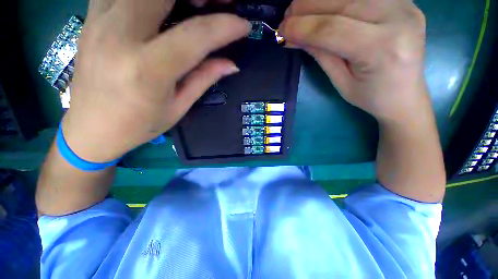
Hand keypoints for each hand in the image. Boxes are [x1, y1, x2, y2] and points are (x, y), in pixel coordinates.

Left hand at [62, 0, 249, 161]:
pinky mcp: (92, 16)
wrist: (89, 127)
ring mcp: (100, 19)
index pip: (195, 36)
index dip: (224, 27)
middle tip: (221, 4)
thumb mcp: (178, 107)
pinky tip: (162, 6)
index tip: (243, 25)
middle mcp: (119, 35)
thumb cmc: (138, 125)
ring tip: (195, 4)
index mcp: (147, 69)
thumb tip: (231, 64)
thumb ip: (204, 79)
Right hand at [279, 0, 428, 122]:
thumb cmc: (370, 96)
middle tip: (287, 17)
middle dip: (307, 6)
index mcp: (381, 48)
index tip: (281, 30)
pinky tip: (325, 6)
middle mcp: (397, 18)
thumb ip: (319, 54)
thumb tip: (294, 38)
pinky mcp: (404, 1)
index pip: (332, 29)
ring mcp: (404, 5)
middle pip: (342, 2)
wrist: (405, 96)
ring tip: (301, 9)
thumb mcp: (340, 81)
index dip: (302, 27)